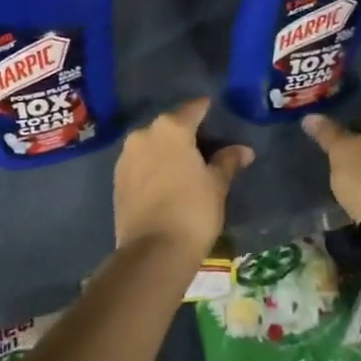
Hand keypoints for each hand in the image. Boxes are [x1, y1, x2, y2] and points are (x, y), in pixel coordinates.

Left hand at [113, 98, 252, 258]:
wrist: (153, 251)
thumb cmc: (193, 210)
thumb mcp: (217, 185)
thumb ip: (227, 161)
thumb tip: (243, 150)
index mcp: (171, 128)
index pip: (193, 109)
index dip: (206, 109)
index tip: (215, 112)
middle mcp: (144, 134)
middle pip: (169, 125)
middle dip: (185, 132)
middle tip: (203, 146)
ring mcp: (127, 156)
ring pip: (151, 144)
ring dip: (166, 150)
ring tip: (184, 166)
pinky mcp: (117, 178)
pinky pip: (140, 163)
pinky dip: (152, 166)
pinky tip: (165, 181)